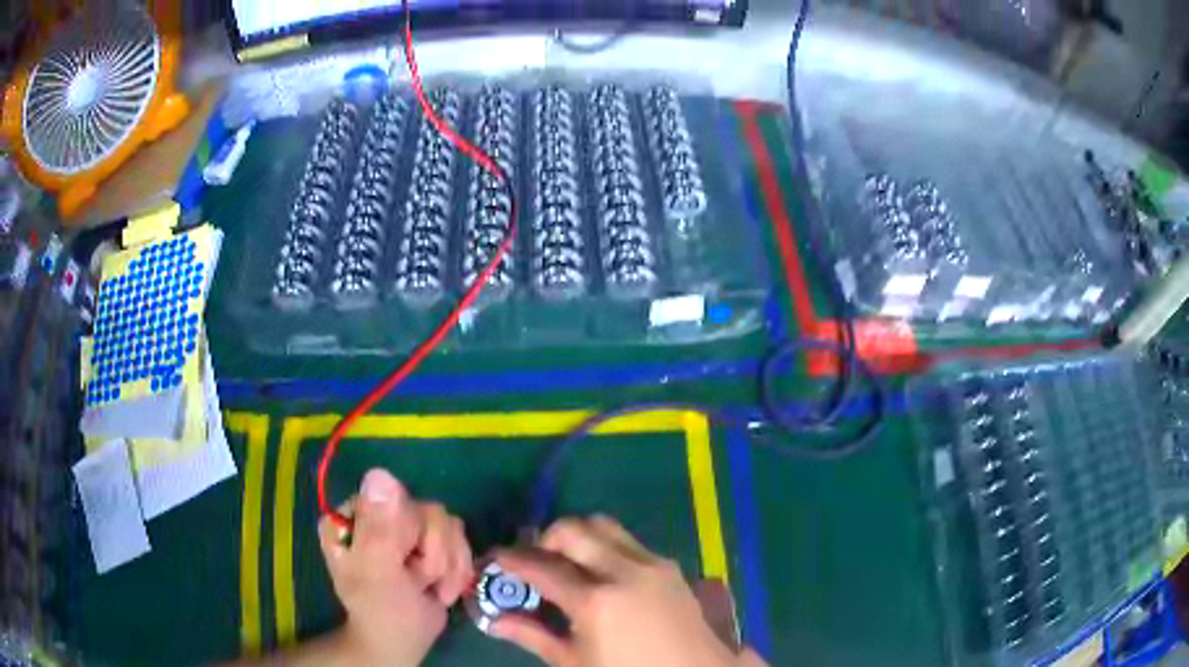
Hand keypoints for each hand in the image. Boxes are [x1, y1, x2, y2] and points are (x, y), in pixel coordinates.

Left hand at [317, 469, 472, 665]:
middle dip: (432, 555)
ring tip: (430, 588)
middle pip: (426, 510)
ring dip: (447, 565)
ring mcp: (403, 525)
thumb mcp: (377, 573)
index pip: (393, 498)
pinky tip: (443, 586)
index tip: (404, 563)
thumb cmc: (382, 612)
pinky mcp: (428, 538)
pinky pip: (459, 536)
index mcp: (351, 516)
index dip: (409, 534)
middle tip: (417, 582)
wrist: (405, 639)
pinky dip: (457, 567)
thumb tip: (379, 473)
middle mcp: (376, 512)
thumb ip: (379, 529)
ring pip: (447, 523)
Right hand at [490, 516, 766, 666]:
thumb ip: (533, 635)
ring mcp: (652, 564)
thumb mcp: (576, 662)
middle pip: (574, 529)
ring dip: (578, 536)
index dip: (512, 560)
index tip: (495, 558)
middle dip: (545, 537)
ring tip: (566, 561)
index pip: (542, 568)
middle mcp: (624, 572)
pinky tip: (602, 574)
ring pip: (604, 526)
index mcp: (596, 602)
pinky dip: (606, 546)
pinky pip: (630, 541)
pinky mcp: (670, 565)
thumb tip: (494, 619)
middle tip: (534, 559)